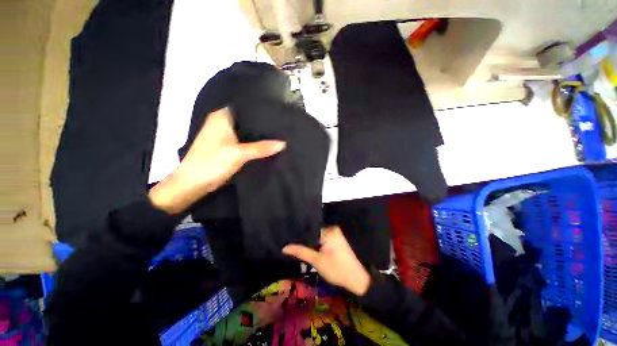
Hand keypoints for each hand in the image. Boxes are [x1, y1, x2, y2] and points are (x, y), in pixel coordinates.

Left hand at [149, 107, 285, 213]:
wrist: (194, 183)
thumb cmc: (212, 162)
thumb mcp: (239, 154)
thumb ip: (262, 148)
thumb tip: (283, 143)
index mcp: (222, 117)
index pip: (244, 107)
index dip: (260, 109)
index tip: (277, 112)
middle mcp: (223, 123)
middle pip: (247, 120)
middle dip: (262, 123)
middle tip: (281, 124)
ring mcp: (225, 136)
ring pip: (246, 132)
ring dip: (259, 135)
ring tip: (278, 133)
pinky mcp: (228, 147)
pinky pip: (245, 142)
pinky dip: (254, 143)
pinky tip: (267, 145)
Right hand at [283, 226, 370, 295]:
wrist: (357, 280)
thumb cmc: (337, 270)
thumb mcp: (317, 261)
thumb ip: (301, 252)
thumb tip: (284, 247)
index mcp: (328, 230)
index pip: (309, 228)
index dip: (299, 235)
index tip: (288, 240)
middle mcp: (332, 229)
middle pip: (313, 232)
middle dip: (303, 240)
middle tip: (290, 245)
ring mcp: (335, 234)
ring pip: (317, 237)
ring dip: (310, 243)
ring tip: (296, 247)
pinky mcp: (336, 240)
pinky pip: (322, 240)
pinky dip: (316, 245)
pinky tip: (309, 250)